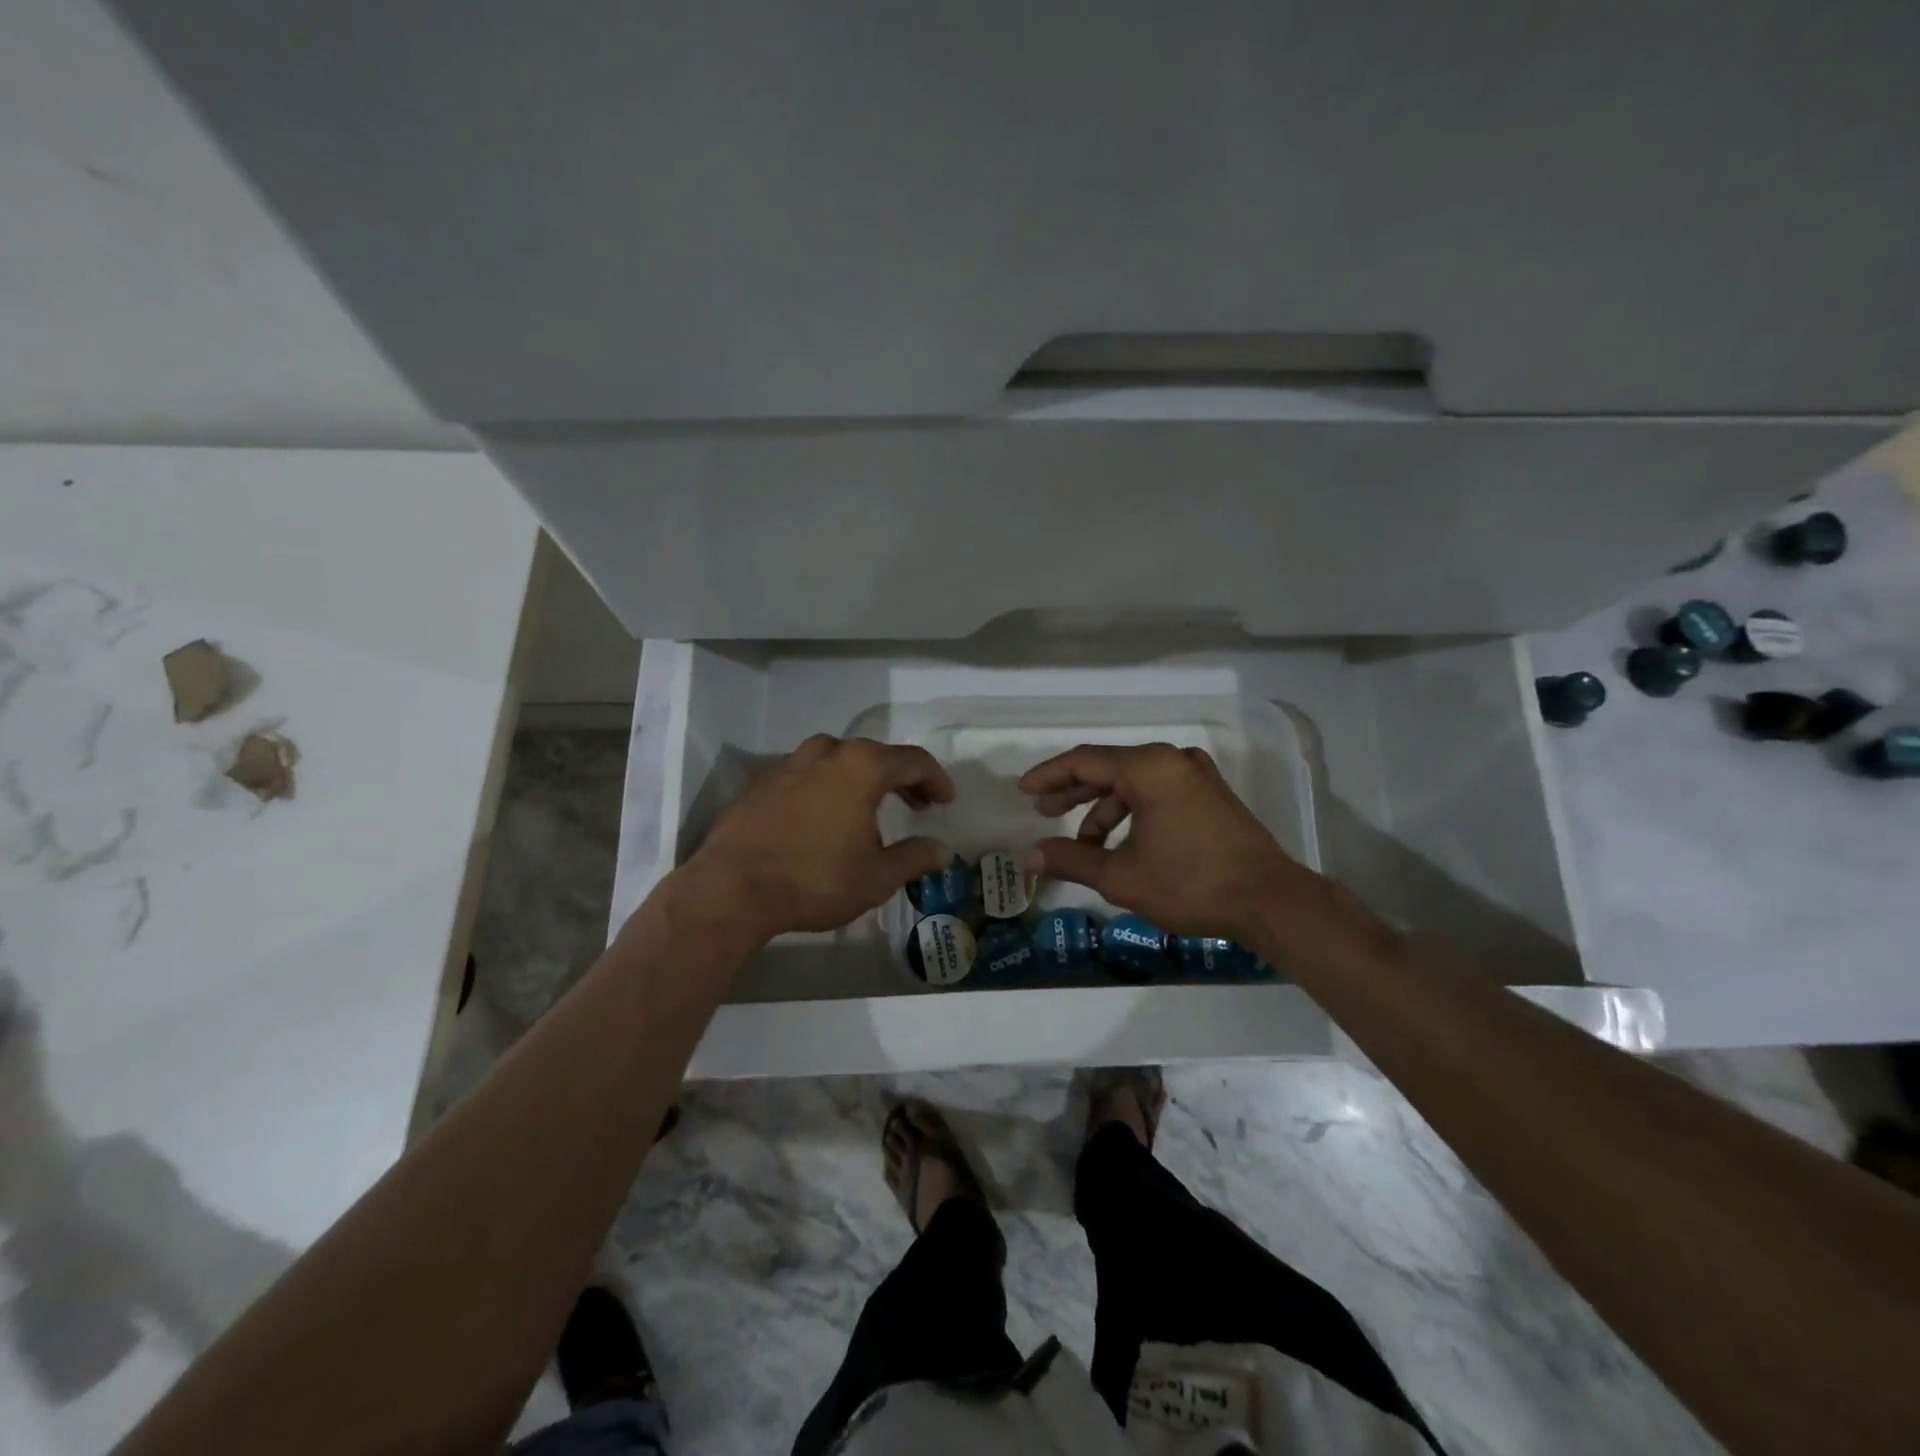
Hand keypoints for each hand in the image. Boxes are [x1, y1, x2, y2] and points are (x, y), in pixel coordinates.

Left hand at [686, 735, 955, 939]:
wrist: (732, 888)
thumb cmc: (815, 879)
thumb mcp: (876, 877)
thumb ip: (914, 858)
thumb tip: (942, 851)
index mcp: (862, 767)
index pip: (913, 760)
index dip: (936, 779)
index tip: (945, 801)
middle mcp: (826, 753)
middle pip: (875, 755)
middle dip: (901, 777)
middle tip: (916, 804)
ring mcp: (789, 764)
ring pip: (837, 759)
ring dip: (861, 777)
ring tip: (869, 807)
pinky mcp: (762, 782)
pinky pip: (807, 774)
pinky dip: (827, 786)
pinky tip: (825, 816)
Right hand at [1019, 742, 1336, 948]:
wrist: (1270, 900)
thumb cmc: (1190, 884)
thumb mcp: (1121, 877)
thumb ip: (1071, 860)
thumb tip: (1029, 855)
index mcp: (1148, 768)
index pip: (1084, 761)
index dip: (1049, 776)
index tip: (1023, 791)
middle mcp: (1171, 760)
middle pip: (1108, 767)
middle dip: (1073, 791)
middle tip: (1044, 812)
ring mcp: (1195, 774)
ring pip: (1133, 782)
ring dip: (1104, 810)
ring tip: (1085, 845)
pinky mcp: (1210, 793)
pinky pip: (1157, 791)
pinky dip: (1132, 811)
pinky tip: (1122, 843)